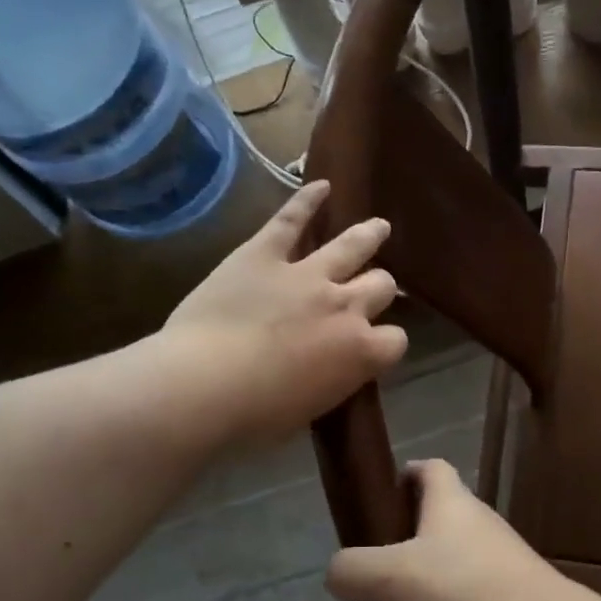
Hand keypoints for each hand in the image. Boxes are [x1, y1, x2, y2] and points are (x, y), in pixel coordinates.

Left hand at [162, 181, 406, 448]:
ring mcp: (307, 275)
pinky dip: (307, 200)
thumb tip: (330, 371)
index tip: (375, 346)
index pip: (396, 340)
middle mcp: (346, 306)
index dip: (386, 342)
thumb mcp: (310, 409)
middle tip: (373, 288)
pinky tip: (322, 185)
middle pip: (381, 286)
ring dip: (368, 236)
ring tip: (378, 227)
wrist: (204, 385)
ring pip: (352, 247)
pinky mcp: (264, 254)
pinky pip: (291, 220)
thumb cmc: (256, 415)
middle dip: (380, 288)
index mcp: (361, 352)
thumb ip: (332, 381)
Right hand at [326, 459, 590, 600]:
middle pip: (419, 534)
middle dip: (382, 566)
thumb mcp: (391, 575)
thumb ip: (352, 570)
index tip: (372, 502)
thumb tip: (338, 574)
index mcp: (450, 504)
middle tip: (358, 598)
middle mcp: (471, 530)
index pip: (429, 470)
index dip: (400, 476)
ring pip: (431, 581)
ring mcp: (489, 570)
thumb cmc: (462, 591)